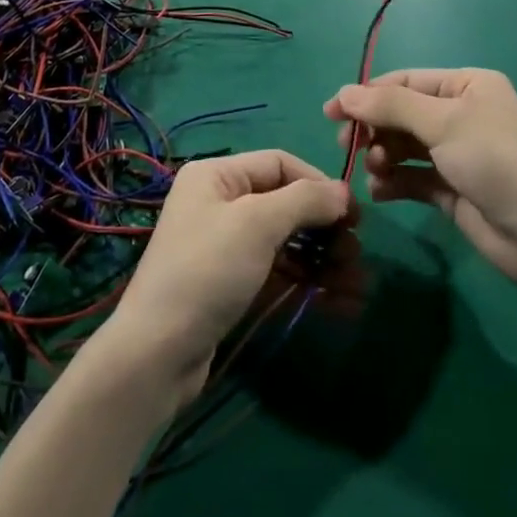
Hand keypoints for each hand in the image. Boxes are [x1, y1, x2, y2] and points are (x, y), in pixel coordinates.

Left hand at [102, 151, 349, 400]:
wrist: (159, 352)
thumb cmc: (208, 270)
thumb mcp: (257, 223)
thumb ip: (304, 201)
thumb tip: (342, 192)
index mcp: (218, 175)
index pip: (280, 164)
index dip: (319, 184)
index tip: (355, 215)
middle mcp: (221, 203)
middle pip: (287, 204)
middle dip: (326, 229)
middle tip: (357, 255)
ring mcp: (228, 246)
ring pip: (288, 242)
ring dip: (325, 261)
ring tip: (357, 286)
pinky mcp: (234, 284)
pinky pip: (280, 272)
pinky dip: (309, 283)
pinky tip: (341, 304)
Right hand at [327, 69, 516, 285]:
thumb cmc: (496, 161)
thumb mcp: (443, 123)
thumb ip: (390, 106)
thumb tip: (343, 93)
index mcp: (467, 86)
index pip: (405, 82)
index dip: (367, 95)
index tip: (331, 113)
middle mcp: (461, 115)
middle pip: (401, 114)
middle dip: (374, 129)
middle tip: (347, 146)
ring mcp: (456, 154)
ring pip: (403, 147)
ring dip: (382, 156)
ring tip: (376, 170)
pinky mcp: (452, 190)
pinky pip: (411, 178)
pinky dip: (393, 182)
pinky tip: (380, 192)